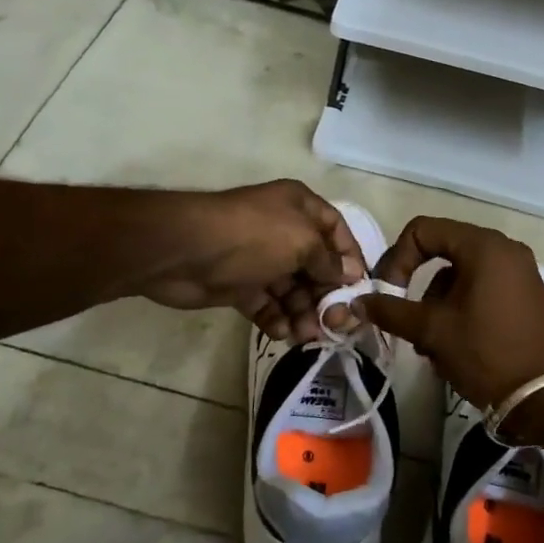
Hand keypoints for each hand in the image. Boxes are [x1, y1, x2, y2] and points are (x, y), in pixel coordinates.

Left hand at [137, 180, 364, 342]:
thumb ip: (329, 261)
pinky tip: (281, 333)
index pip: (337, 232)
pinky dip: (276, 319)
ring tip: (305, 335)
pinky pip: (267, 304)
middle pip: (316, 266)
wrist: (183, 250)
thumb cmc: (252, 236)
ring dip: (303, 313)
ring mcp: (260, 258)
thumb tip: (350, 275)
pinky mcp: (239, 285)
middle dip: (327, 295)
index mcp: (300, 207)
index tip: (359, 291)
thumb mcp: (301, 241)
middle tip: (334, 325)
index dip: (351, 260)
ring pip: (293, 290)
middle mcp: (283, 230)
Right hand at [356, 217, 543, 407]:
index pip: (423, 230)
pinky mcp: (525, 294)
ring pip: (460, 274)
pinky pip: (481, 287)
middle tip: (405, 319)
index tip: (387, 292)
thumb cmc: (486, 352)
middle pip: (443, 251)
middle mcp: (504, 249)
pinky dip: (459, 307)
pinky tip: (452, 344)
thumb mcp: (432, 330)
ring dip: (436, 303)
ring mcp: (518, 271)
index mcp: (483, 246)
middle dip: (417, 286)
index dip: (397, 258)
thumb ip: (391, 311)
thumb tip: (357, 302)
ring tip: (429, 344)